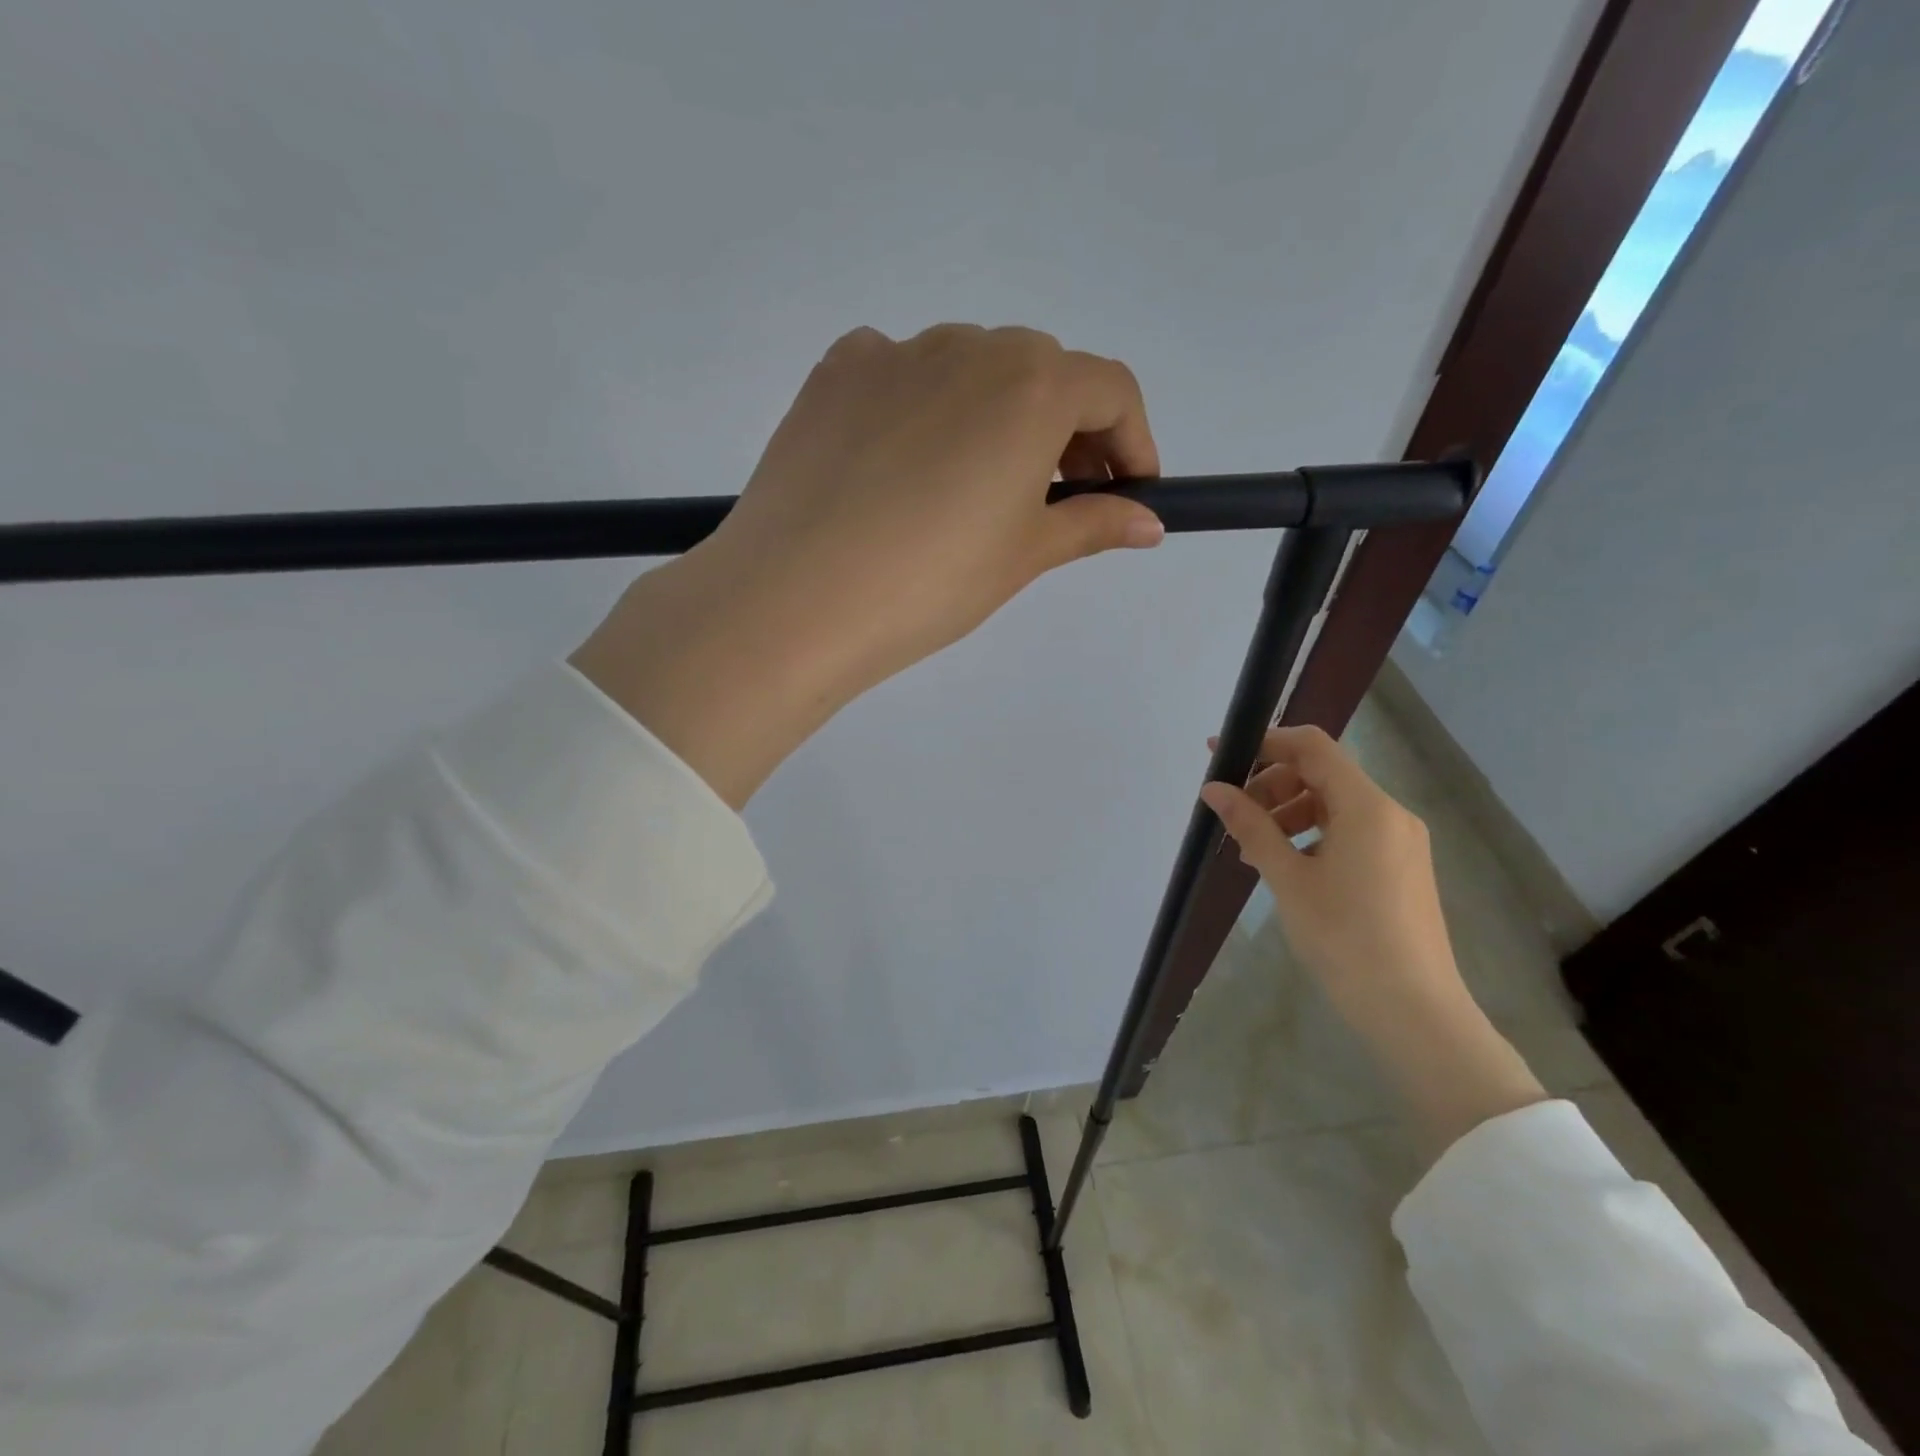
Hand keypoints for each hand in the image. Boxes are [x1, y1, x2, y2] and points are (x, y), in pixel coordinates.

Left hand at [572, 324, 1162, 806]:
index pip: (1110, 390)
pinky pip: (902, 373)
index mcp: (1030, 385)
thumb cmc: (930, 583)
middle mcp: (967, 346)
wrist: (795, 599)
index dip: (1131, 442)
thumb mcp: (1023, 556)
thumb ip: (1092, 524)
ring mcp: (893, 352)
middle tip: (1055, 497)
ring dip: (996, 415)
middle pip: (1041, 372)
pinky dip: (924, 407)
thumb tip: (1148, 522)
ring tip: (975, 488)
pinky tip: (906, 465)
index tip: (1128, 492)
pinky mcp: (835, 373)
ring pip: (970, 369)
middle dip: (1067, 430)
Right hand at [1200, 727, 1545, 1158]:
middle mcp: (1390, 813)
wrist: (1413, 1010)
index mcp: (1367, 806)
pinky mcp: (1402, 868)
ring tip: (1253, 849)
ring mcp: (1401, 842)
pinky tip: (1287, 866)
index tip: (1219, 754)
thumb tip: (1213, 788)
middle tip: (1234, 816)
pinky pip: (1351, 831)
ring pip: (1335, 804)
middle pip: (1322, 774)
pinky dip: (1313, 835)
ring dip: (1289, 812)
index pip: (1311, 746)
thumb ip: (1250, 826)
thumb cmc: (1344, 937)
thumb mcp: (1288, 878)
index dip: (1263, 742)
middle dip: (1272, 785)